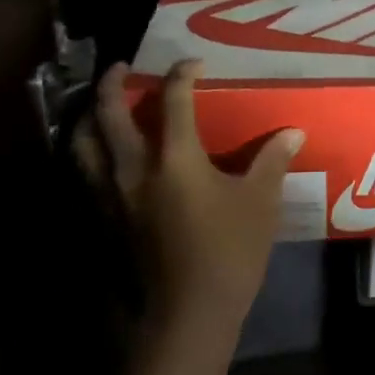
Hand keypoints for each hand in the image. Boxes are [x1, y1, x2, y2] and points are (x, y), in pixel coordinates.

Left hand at [80, 60, 303, 341]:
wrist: (189, 312)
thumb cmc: (230, 251)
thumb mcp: (261, 202)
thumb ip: (271, 161)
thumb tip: (292, 132)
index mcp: (175, 159)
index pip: (174, 102)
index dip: (182, 76)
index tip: (192, 63)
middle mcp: (133, 170)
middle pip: (109, 116)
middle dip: (112, 85)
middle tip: (120, 67)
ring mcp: (111, 197)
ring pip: (82, 145)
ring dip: (88, 118)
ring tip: (97, 108)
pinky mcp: (103, 222)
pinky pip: (84, 175)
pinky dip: (87, 154)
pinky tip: (101, 159)